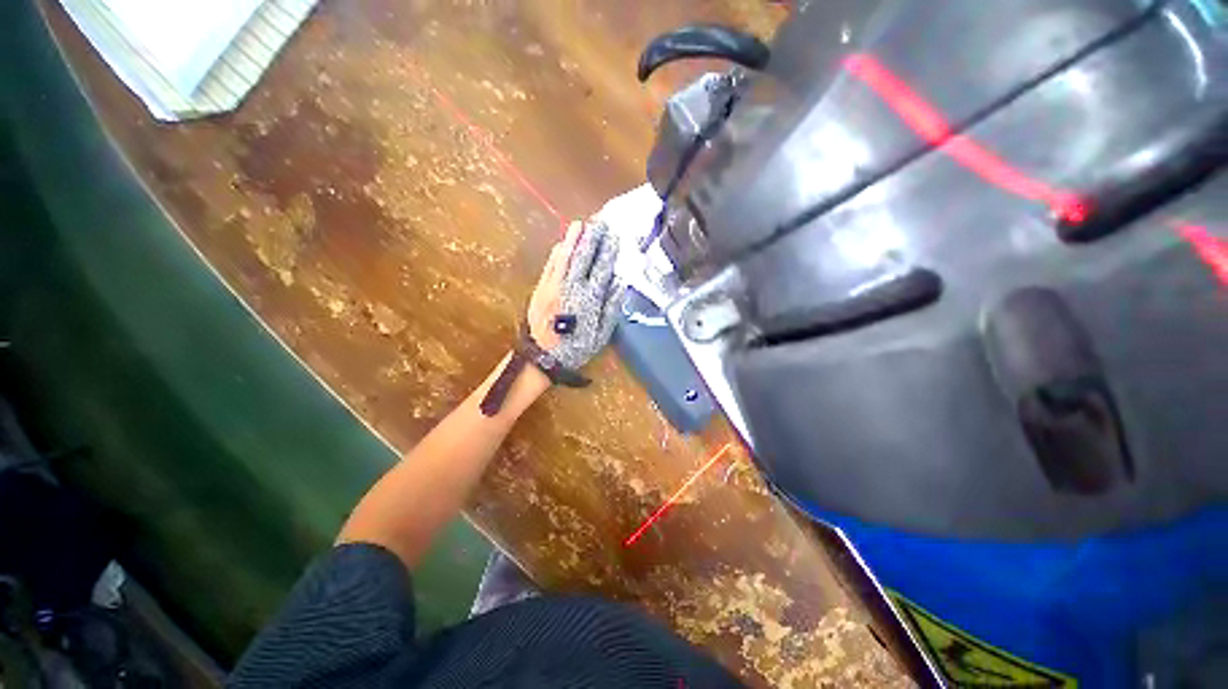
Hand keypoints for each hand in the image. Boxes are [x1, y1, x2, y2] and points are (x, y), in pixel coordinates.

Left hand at [527, 220, 622, 370]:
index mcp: (589, 299)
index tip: (615, 236)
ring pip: (565, 257)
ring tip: (580, 224)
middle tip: (599, 222)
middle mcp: (571, 288)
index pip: (602, 269)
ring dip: (573, 239)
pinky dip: (557, 253)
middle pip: (583, 257)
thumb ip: (611, 307)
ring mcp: (553, 286)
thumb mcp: (601, 334)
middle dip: (592, 238)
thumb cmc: (576, 348)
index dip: (608, 252)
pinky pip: (550, 266)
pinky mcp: (540, 288)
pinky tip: (563, 243)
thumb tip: (620, 283)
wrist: (542, 358)